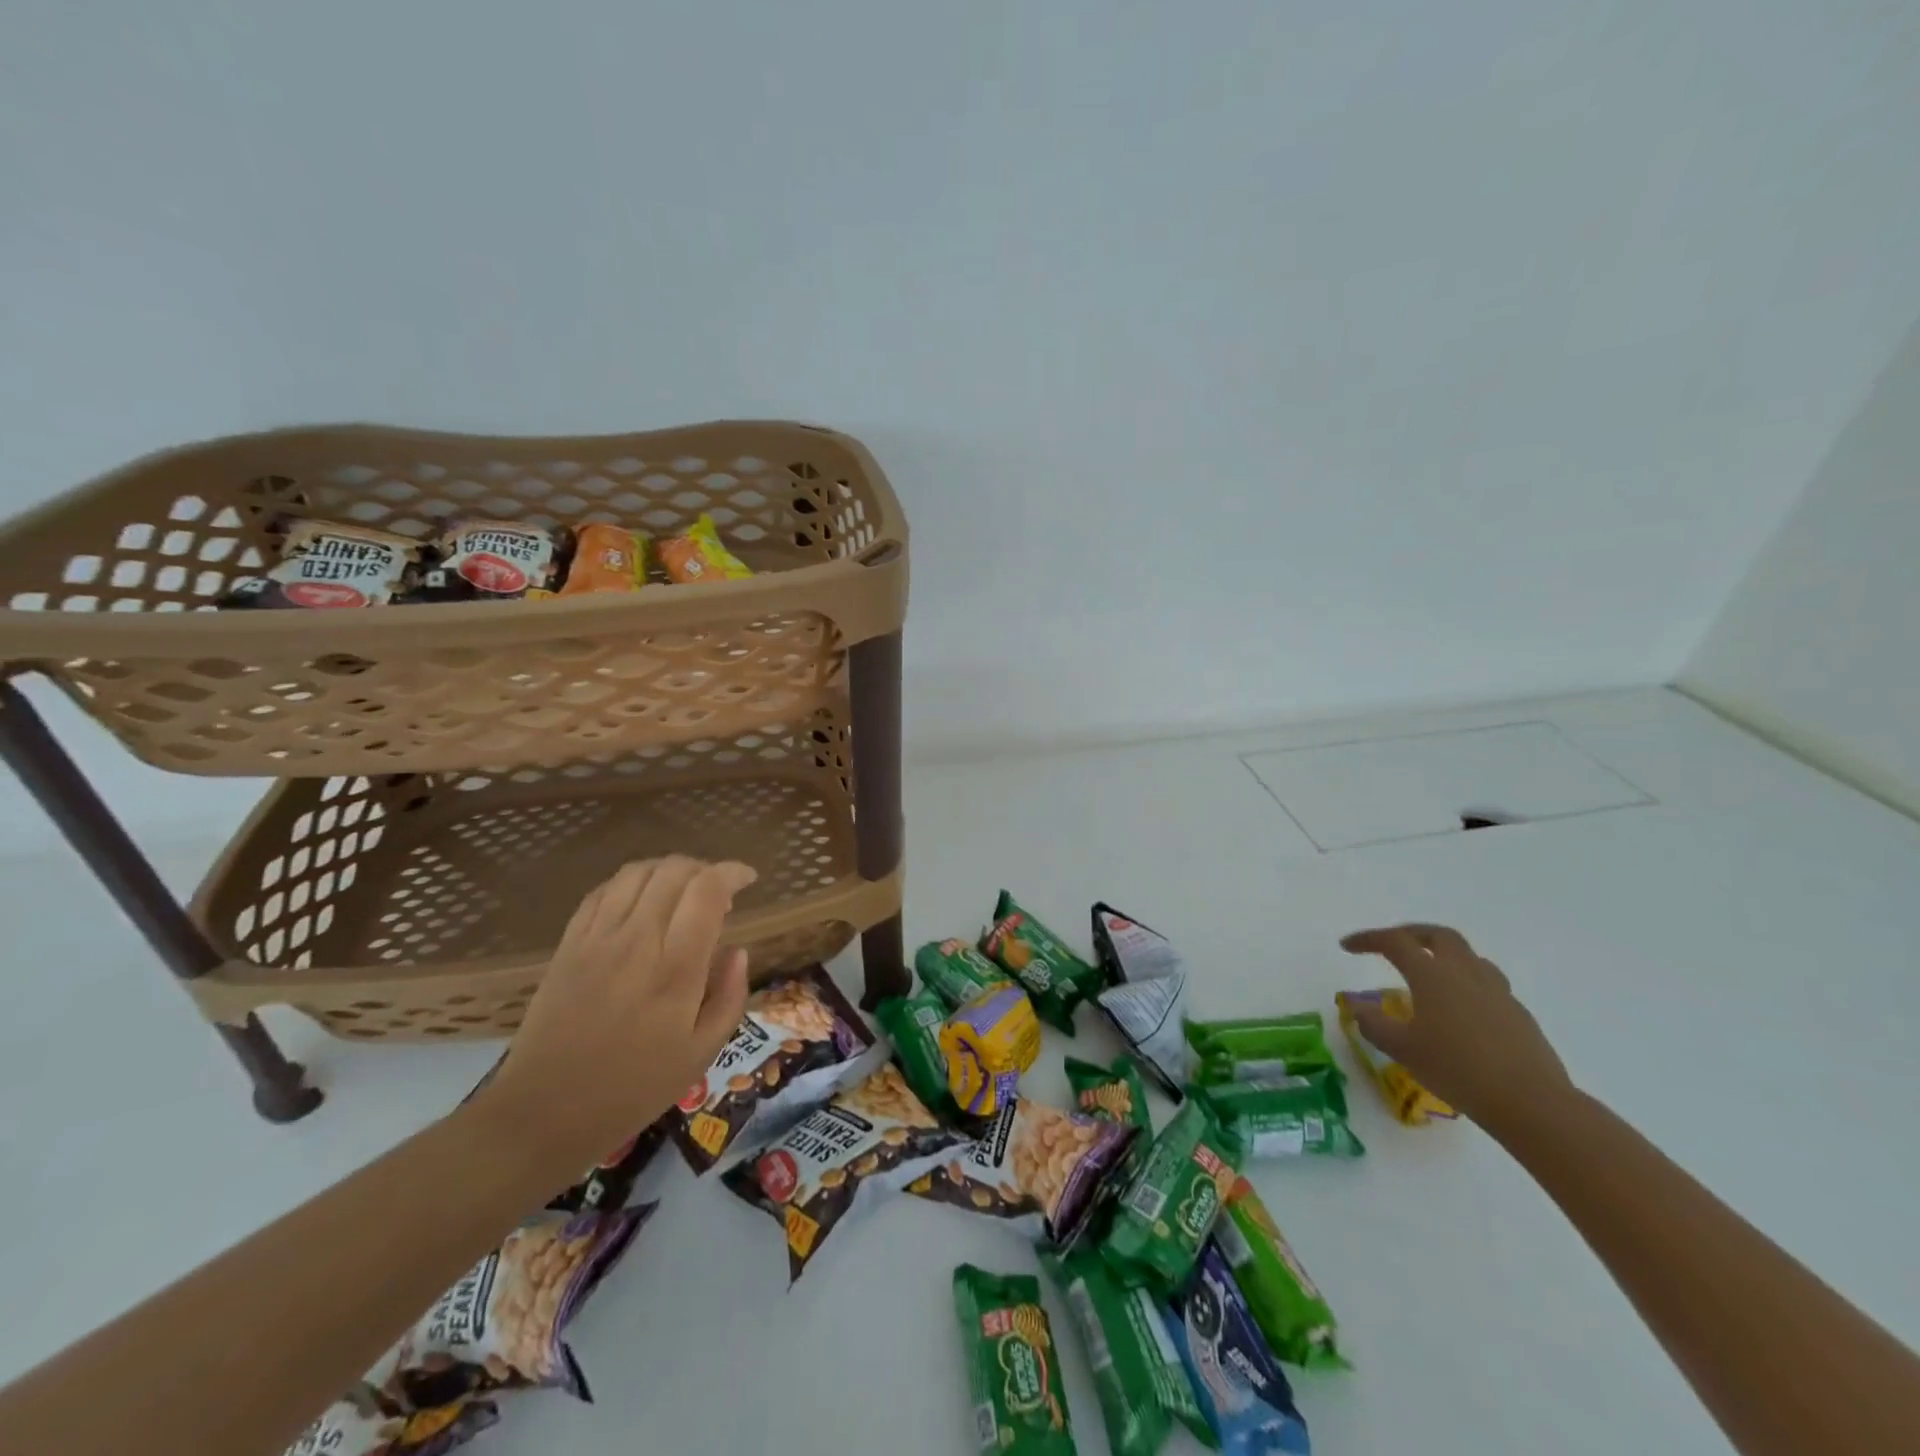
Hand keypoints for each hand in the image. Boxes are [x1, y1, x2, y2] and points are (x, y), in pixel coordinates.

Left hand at [475, 856, 756, 1170]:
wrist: (543, 1114)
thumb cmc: (633, 1089)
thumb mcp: (702, 1053)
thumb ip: (729, 995)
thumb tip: (737, 950)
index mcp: (676, 968)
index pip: (707, 890)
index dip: (732, 872)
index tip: (748, 879)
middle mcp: (637, 941)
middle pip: (674, 870)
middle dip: (705, 868)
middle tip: (718, 891)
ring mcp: (597, 939)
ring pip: (637, 872)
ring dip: (668, 869)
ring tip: (682, 890)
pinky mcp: (568, 945)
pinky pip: (602, 891)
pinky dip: (630, 882)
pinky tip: (641, 900)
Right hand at [1339, 923, 1573, 1133]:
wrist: (1531, 1103)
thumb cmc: (1458, 1070)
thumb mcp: (1403, 1050)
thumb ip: (1375, 1025)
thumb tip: (1358, 1008)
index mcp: (1432, 975)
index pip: (1394, 942)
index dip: (1367, 939)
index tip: (1347, 947)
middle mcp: (1465, 973)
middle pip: (1438, 935)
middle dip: (1410, 934)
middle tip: (1391, 945)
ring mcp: (1497, 992)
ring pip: (1468, 956)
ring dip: (1443, 955)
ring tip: (1429, 973)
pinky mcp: (1518, 1014)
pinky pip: (1488, 984)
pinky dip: (1466, 983)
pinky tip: (1460, 1010)